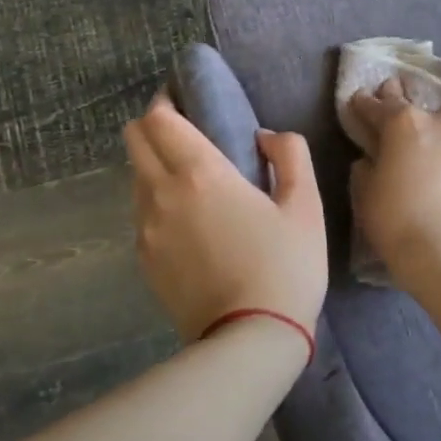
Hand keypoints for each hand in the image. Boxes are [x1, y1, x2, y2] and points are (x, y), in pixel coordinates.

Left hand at [124, 92, 328, 343]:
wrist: (250, 340)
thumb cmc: (285, 266)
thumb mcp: (306, 205)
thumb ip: (290, 154)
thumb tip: (264, 137)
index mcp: (200, 174)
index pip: (159, 119)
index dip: (167, 101)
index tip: (186, 100)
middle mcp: (162, 194)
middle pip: (134, 139)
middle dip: (154, 126)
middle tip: (186, 132)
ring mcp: (146, 229)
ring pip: (135, 176)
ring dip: (154, 164)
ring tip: (191, 179)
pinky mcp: (143, 259)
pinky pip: (141, 212)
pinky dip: (156, 200)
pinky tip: (188, 220)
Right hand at [348, 78, 440, 286]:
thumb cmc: (394, 218)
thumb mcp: (364, 190)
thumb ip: (366, 165)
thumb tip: (373, 159)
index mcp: (403, 121)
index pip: (377, 104)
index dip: (363, 103)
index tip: (357, 100)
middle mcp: (436, 120)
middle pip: (414, 100)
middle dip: (398, 96)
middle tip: (389, 96)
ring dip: (432, 110)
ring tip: (423, 119)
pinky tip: (438, 148)